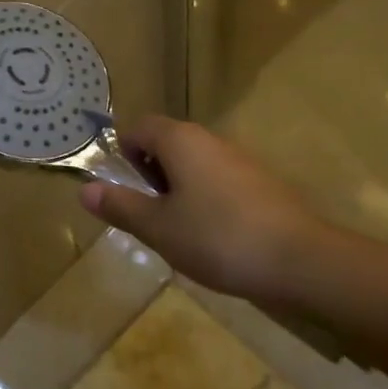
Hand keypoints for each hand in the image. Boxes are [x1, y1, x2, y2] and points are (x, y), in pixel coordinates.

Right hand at [80, 116, 333, 302]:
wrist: (303, 261)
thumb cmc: (218, 238)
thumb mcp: (158, 228)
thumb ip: (120, 206)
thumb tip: (84, 190)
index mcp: (179, 140)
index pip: (138, 127)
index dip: (124, 154)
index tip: (126, 191)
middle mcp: (209, 139)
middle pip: (166, 142)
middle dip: (150, 174)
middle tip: (150, 215)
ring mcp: (240, 159)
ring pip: (194, 162)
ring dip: (178, 188)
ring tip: (180, 230)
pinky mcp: (262, 182)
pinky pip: (219, 179)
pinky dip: (206, 199)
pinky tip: (215, 236)